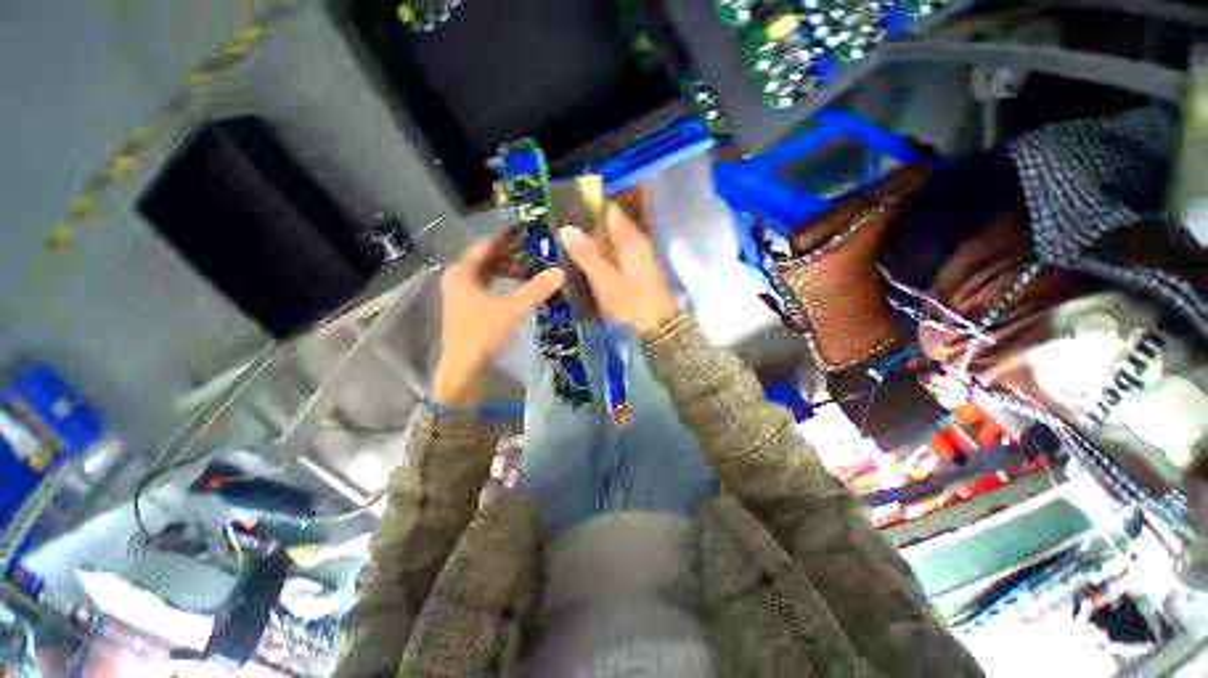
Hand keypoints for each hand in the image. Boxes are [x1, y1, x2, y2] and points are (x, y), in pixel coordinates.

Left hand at [433, 233, 564, 406]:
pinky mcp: (467, 309)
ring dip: (508, 271)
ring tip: (532, 269)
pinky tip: (520, 289)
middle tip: (536, 251)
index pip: (487, 244)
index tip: (529, 233)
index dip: (508, 237)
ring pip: (487, 275)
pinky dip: (503, 285)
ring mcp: (461, 295)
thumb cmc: (482, 333)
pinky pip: (487, 288)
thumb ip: (536, 289)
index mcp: (463, 271)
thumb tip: (561, 271)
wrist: (463, 368)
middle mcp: (458, 278)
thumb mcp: (512, 308)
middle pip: (487, 259)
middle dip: (511, 255)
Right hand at [559, 206, 678, 336]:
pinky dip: (605, 255)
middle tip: (564, 234)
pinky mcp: (640, 267)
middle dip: (589, 228)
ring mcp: (640, 254)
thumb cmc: (630, 302)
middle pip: (610, 225)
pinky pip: (618, 252)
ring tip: (572, 248)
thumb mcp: (604, 280)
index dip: (588, 208)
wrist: (658, 325)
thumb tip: (565, 228)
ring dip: (596, 243)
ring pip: (614, 240)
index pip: (609, 210)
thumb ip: (586, 254)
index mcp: (630, 238)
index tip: (568, 212)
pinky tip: (592, 264)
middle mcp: (637, 240)